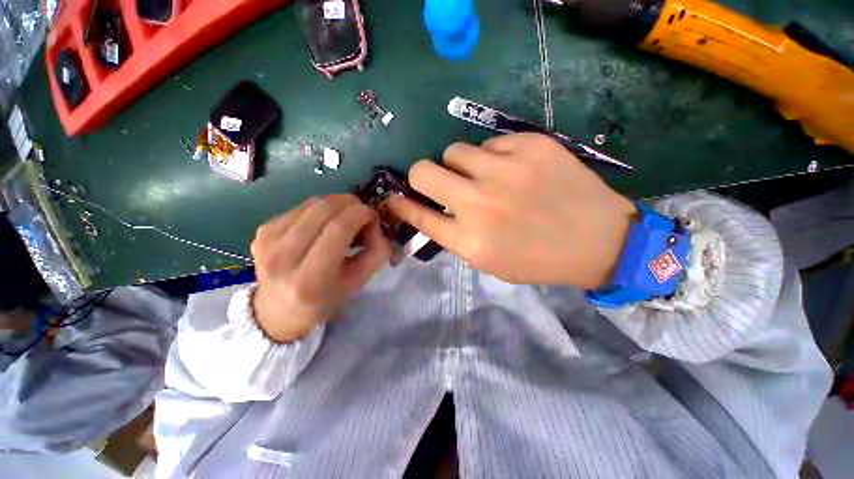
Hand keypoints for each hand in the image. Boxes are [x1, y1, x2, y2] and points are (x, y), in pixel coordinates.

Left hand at [250, 194, 390, 342]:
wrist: (279, 311)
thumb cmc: (325, 300)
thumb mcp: (358, 282)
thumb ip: (376, 252)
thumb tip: (374, 224)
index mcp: (309, 279)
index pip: (338, 229)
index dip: (360, 214)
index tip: (372, 216)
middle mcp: (282, 257)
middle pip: (323, 210)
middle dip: (350, 203)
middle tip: (362, 213)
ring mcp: (267, 241)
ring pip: (312, 204)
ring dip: (336, 205)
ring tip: (345, 218)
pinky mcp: (262, 231)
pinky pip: (300, 208)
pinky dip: (319, 210)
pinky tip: (323, 224)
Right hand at [388, 133, 636, 288]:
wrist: (599, 240)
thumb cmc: (538, 258)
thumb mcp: (489, 260)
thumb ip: (455, 235)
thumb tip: (430, 209)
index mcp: (470, 240)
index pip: (418, 215)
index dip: (401, 205)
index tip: (393, 199)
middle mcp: (480, 203)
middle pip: (423, 171)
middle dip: (423, 176)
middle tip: (440, 183)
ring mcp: (505, 170)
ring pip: (455, 151)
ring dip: (460, 165)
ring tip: (483, 177)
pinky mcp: (530, 145)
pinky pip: (489, 143)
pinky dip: (493, 157)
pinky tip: (513, 170)